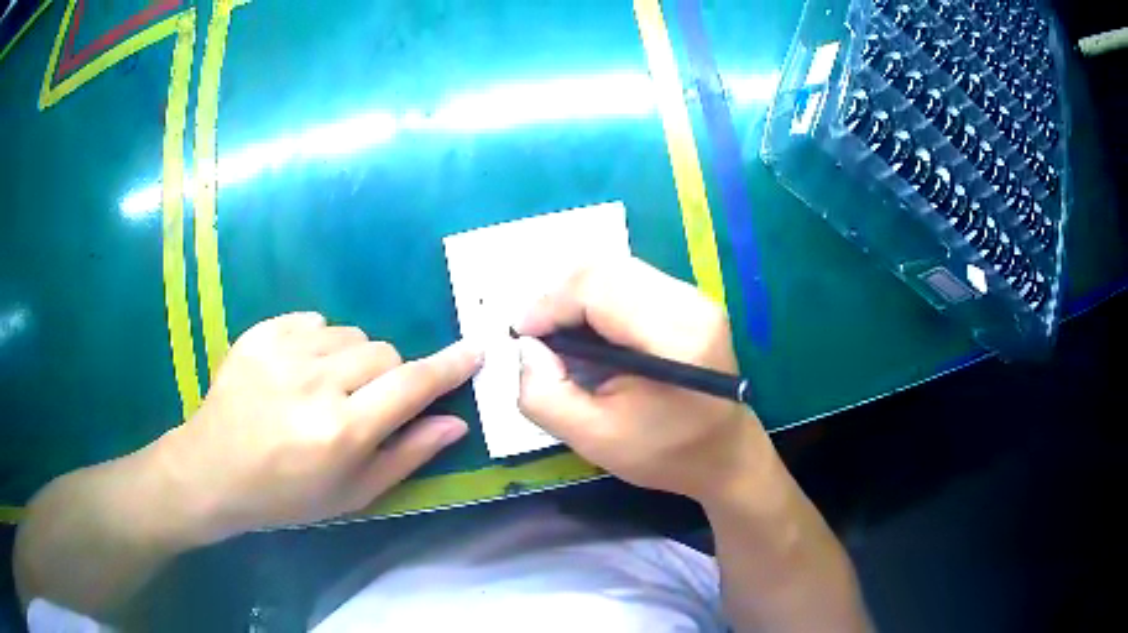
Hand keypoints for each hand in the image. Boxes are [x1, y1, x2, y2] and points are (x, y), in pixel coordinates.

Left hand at [156, 312, 480, 543]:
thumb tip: (453, 422)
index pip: (411, 385)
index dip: (448, 367)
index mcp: (341, 431)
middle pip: (383, 352)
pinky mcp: (261, 333)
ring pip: (350, 333)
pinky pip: (313, 320)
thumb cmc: (286, 495)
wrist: (213, 470)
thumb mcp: (351, 493)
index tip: (474, 350)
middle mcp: (316, 384)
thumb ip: (405, 456)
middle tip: (362, 403)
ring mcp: (283, 352)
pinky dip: (318, 341)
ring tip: (324, 387)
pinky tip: (298, 370)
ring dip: (351, 359)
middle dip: (387, 375)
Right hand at [515, 257, 772, 503]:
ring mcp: (695, 297)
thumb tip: (527, 347)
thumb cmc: (665, 453)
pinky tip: (591, 331)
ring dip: (577, 295)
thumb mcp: (593, 440)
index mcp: (675, 339)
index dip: (549, 304)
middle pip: (606, 269)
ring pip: (617, 270)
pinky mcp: (691, 300)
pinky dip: (598, 298)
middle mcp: (690, 304)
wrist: (725, 454)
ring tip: (561, 334)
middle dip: (559, 296)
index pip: (598, 288)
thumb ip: (545, 397)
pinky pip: (632, 280)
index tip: (521, 335)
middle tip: (539, 335)